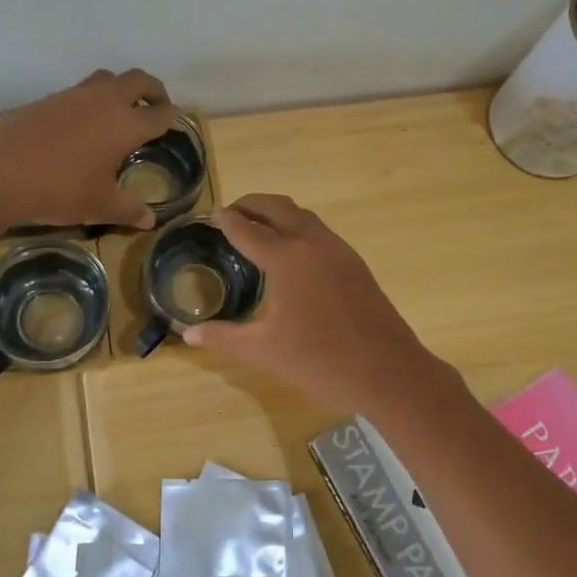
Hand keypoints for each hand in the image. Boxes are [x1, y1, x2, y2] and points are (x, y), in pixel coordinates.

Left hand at [0, 69, 178, 229]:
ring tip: (120, 110)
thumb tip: (150, 220)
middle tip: (156, 106)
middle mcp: (104, 101)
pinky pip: (81, 90)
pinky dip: (92, 99)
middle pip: (138, 80)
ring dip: (121, 88)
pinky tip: (83, 123)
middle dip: (153, 90)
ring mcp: (74, 95)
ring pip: (107, 78)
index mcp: (125, 125)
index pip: (159, 114)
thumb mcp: (99, 205)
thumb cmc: (59, 189)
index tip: (177, 118)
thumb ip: (129, 210)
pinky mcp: (49, 99)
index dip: (172, 116)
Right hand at [182, 194, 451, 413]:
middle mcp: (313, 244)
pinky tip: (293, 252)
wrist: (388, 371)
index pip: (249, 230)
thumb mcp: (264, 350)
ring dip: (278, 213)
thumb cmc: (320, 360)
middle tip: (232, 212)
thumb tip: (189, 334)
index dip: (227, 220)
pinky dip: (299, 228)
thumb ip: (224, 337)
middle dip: (253, 204)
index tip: (212, 213)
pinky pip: (321, 232)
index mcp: (287, 258)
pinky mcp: (356, 265)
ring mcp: (339, 252)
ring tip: (259, 226)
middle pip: (279, 208)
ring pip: (304, 217)